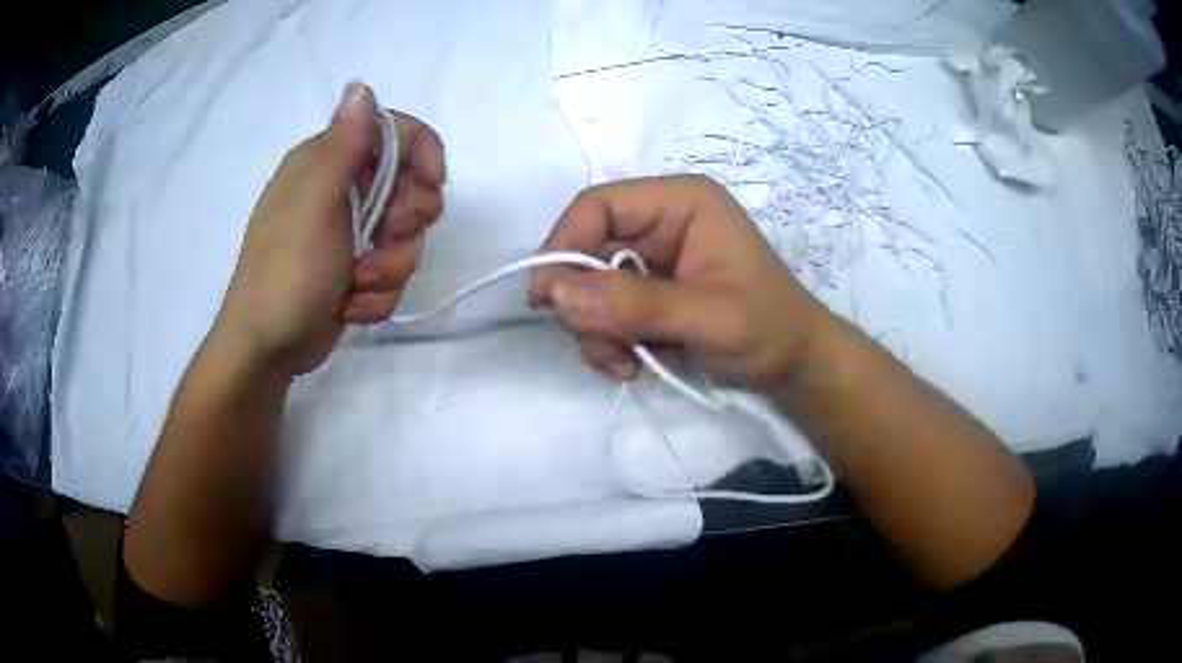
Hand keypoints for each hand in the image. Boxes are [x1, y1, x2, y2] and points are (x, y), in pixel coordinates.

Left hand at [216, 83, 445, 375]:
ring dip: (389, 268)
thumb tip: (361, 86)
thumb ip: (342, 146)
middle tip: (380, 241)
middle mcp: (341, 191)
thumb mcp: (314, 205)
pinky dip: (377, 294)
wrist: (267, 350)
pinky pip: (393, 272)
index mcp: (327, 163)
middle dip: (405, 222)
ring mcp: (349, 233)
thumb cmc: (286, 274)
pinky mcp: (356, 270)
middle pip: (410, 186)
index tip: (432, 184)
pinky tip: (349, 307)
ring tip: (356, 286)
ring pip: (407, 237)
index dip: (422, 152)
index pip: (393, 133)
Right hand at [531, 175, 826, 388]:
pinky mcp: (648, 291)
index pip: (599, 205)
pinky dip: (607, 341)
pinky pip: (603, 310)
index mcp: (681, 203)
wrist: (793, 367)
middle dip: (584, 303)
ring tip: (626, 364)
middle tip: (603, 348)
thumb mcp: (707, 317)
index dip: (564, 245)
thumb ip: (634, 304)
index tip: (546, 299)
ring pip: (588, 285)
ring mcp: (652, 258)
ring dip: (596, 330)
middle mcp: (661, 222)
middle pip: (587, 248)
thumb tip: (554, 293)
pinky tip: (632, 365)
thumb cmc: (768, 330)